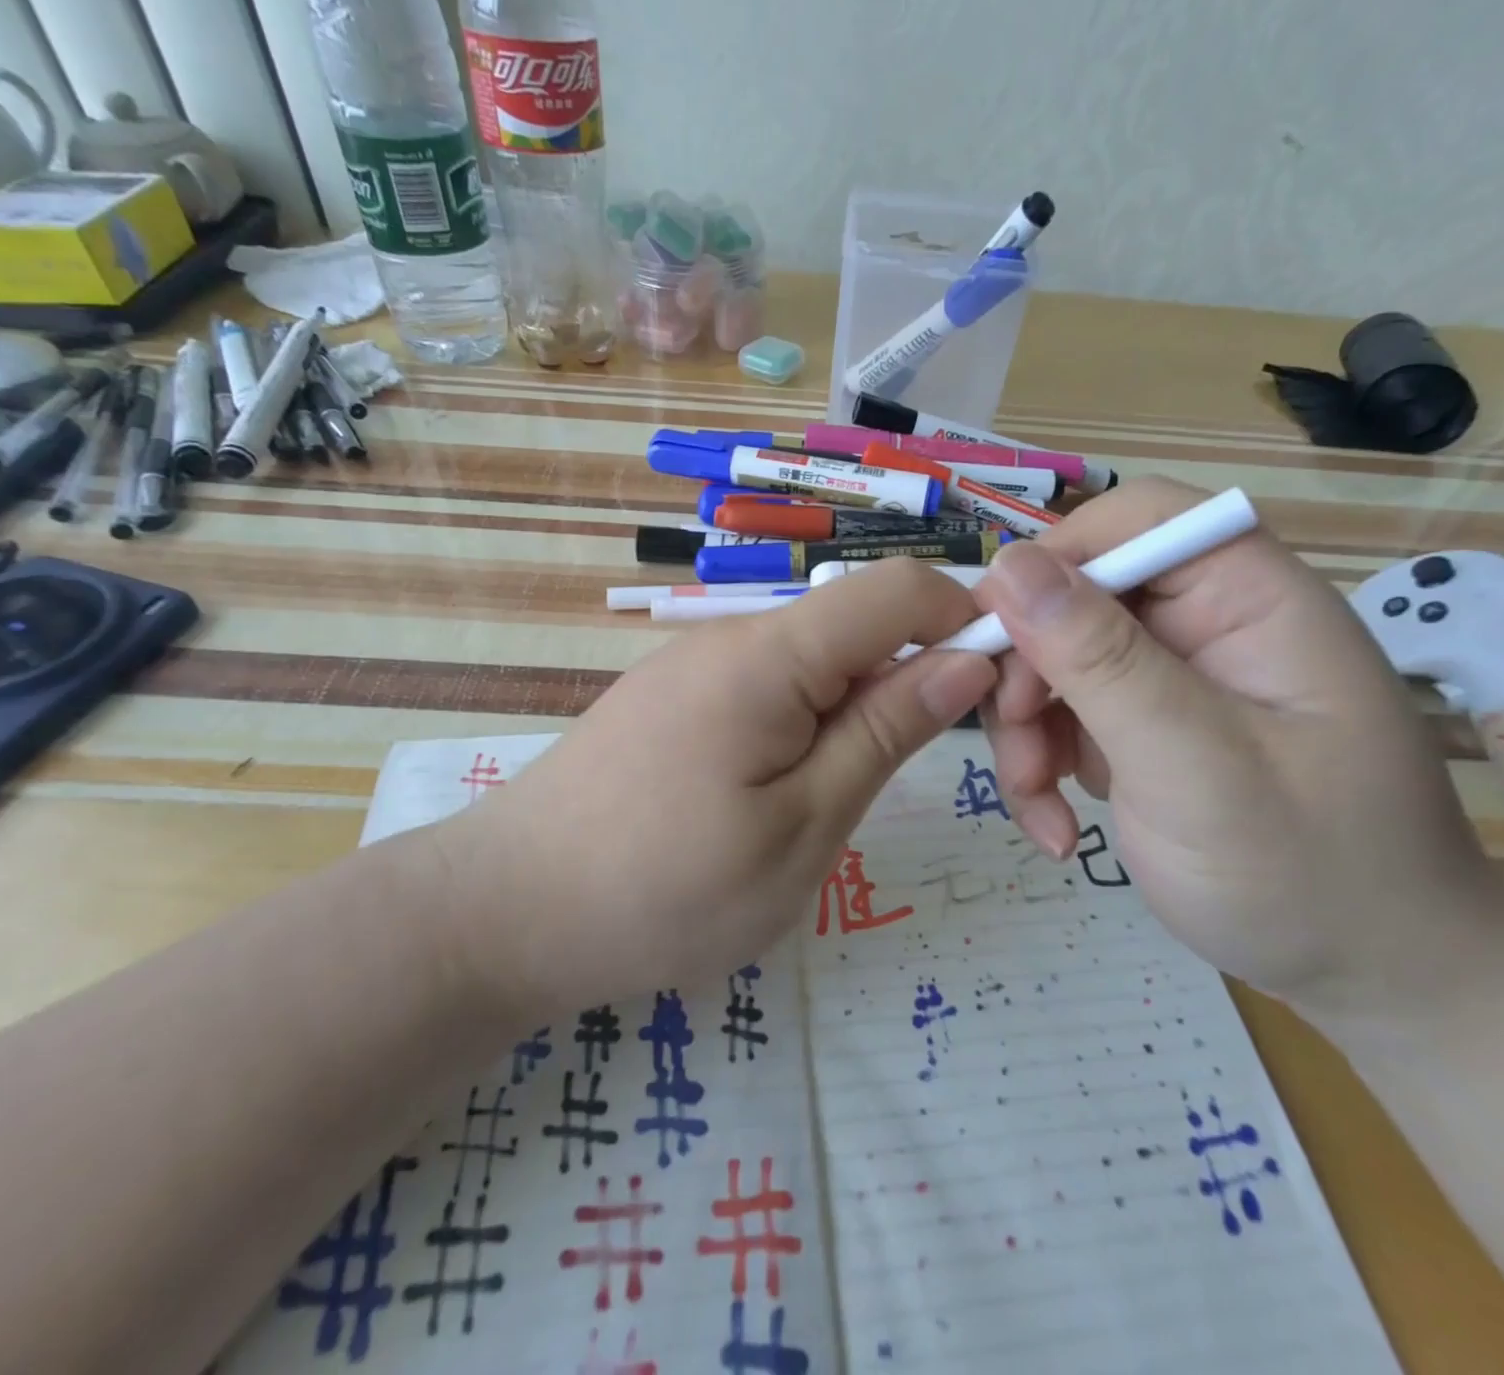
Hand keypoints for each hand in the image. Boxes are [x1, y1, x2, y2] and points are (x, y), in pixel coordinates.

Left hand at [430, 559, 996, 1015]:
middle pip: (855, 624)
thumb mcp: (803, 827)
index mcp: (770, 654)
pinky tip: (780, 794)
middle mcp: (731, 638)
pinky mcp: (673, 700)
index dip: (965, 621)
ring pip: (812, 662)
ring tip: (837, 801)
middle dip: (911, 679)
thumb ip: (885, 732)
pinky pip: (766, 688)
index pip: (897, 589)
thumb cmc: (664, 889)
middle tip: (917, 775)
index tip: (999, 694)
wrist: (503, 914)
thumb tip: (966, 661)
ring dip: (854, 711)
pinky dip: (804, 725)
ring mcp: (695, 667)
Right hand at [978, 477, 1503, 1023]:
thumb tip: (1007, 567)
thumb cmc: (1310, 873)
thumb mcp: (1195, 766)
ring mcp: (1169, 678)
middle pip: (1077, 595)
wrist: (1370, 980)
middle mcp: (1206, 623)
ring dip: (1024, 729)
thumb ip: (1101, 661)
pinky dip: (1042, 765)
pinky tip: (1058, 826)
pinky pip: (1062, 715)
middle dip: (1028, 667)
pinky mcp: (1141, 726)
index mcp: (1250, 599)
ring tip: (1040, 803)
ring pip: (1053, 659)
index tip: (999, 632)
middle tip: (1013, 738)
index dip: (1057, 557)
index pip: (1138, 519)